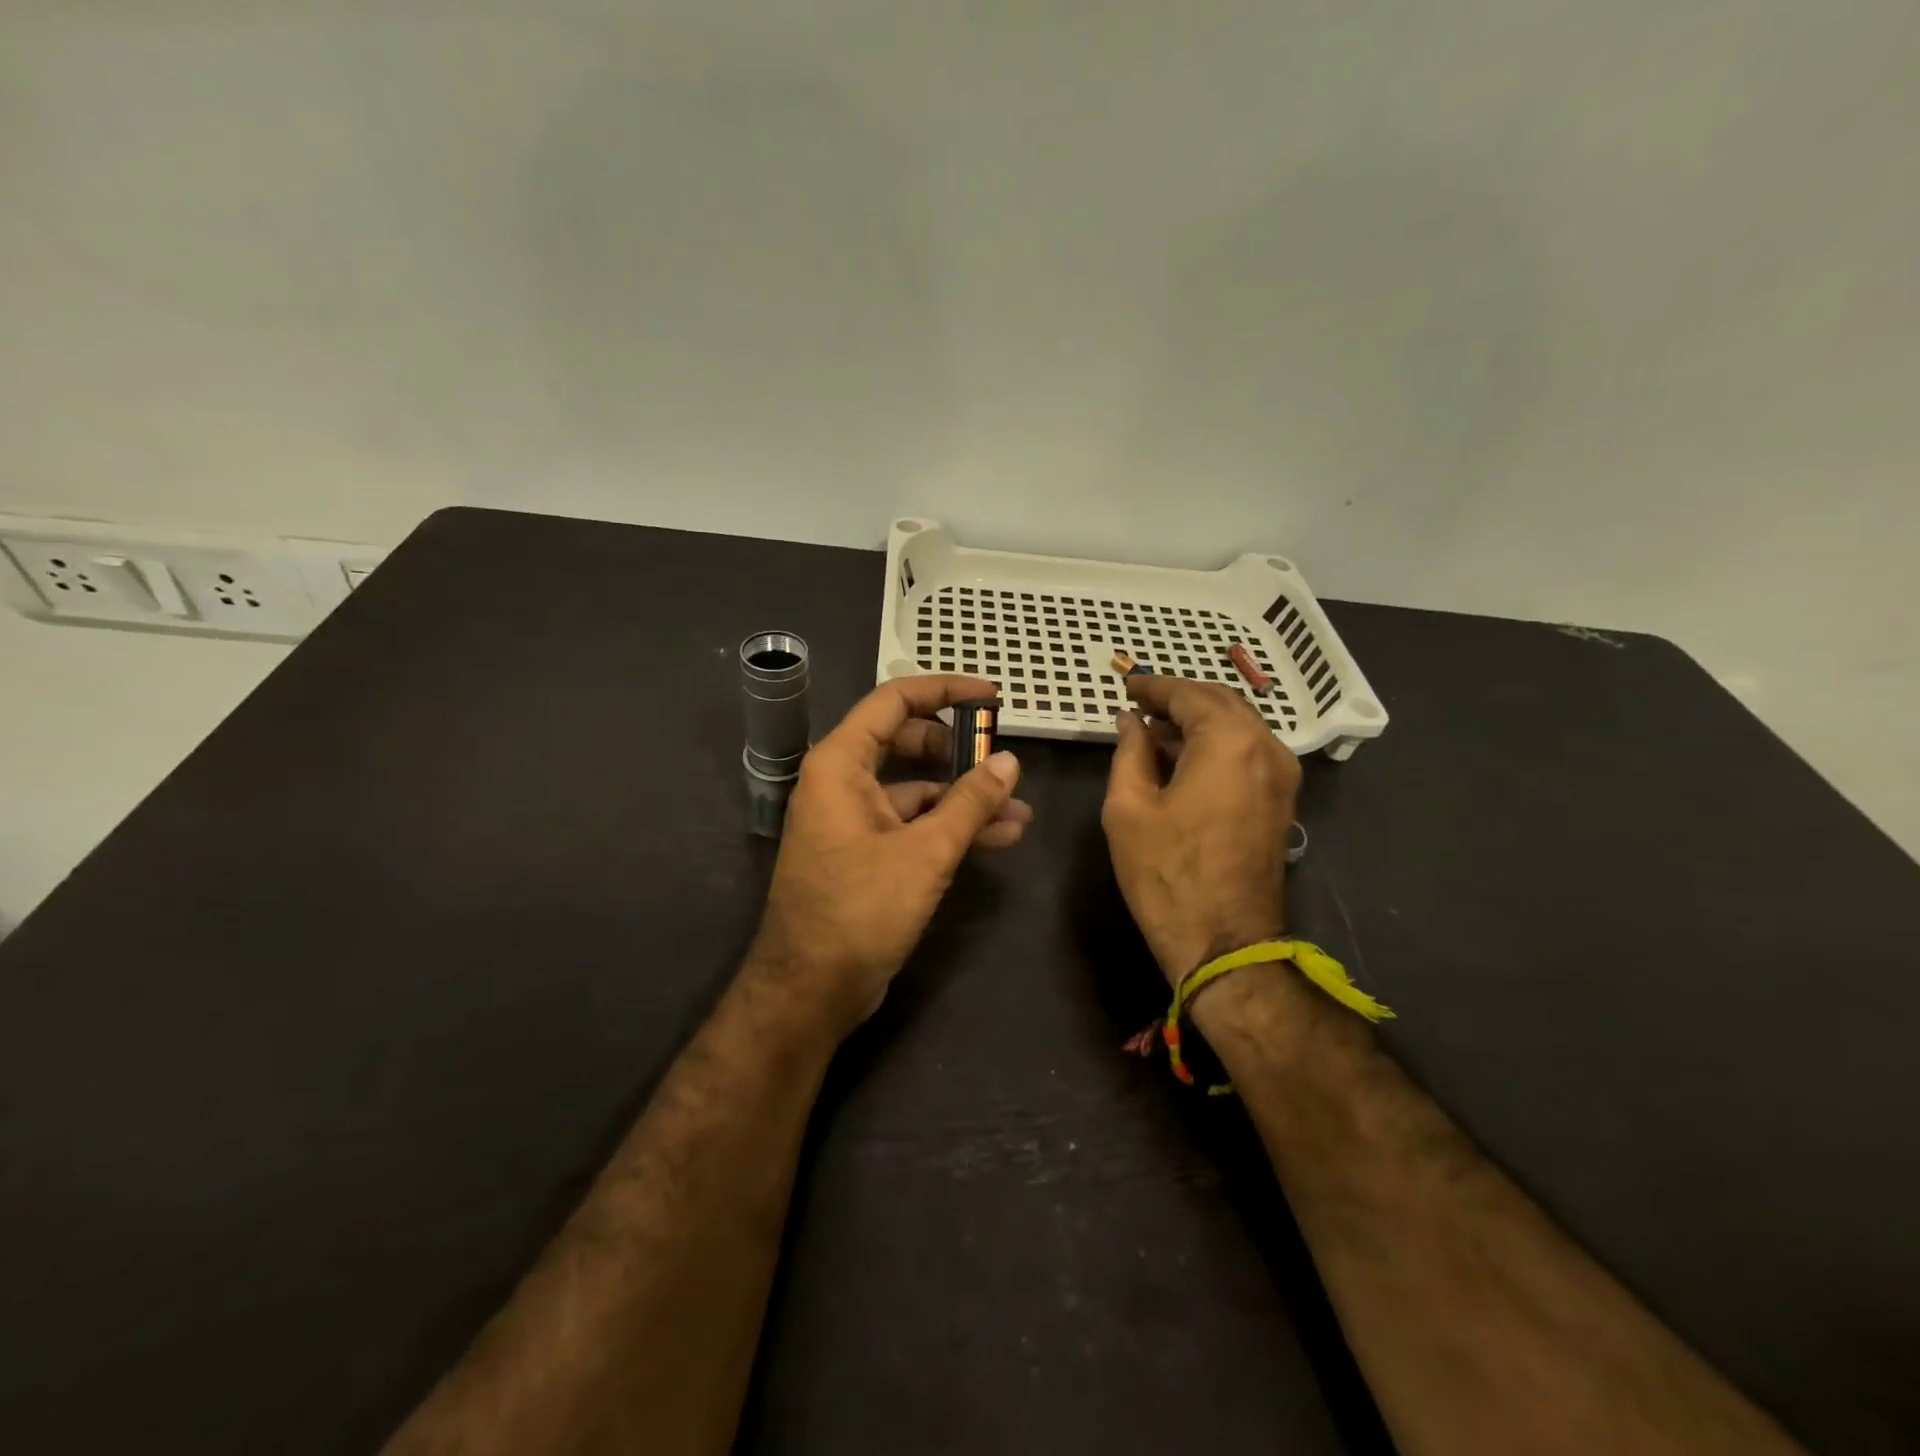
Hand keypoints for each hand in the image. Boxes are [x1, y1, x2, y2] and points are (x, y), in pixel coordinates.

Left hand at [749, 675, 1031, 1034]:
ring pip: (916, 788)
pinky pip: (912, 823)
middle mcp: (842, 782)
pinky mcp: (866, 853)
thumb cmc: (860, 910)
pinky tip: (997, 838)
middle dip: (959, 749)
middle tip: (1004, 756)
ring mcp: (853, 819)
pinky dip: (950, 826)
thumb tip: (1009, 761)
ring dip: (964, 796)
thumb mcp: (925, 852)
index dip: (945, 690)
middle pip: (906, 742)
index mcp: (840, 764)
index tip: (991, 697)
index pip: (894, 701)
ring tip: (1019, 810)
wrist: (811, 990)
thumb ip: (970, 802)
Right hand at [1101, 676, 1300, 983]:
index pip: (1189, 694)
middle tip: (1140, 704)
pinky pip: (1248, 752)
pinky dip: (1216, 744)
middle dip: (1179, 698)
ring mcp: (1282, 775)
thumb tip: (1132, 721)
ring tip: (1155, 731)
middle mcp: (1266, 746)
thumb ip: (1130, 751)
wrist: (1225, 941)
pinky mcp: (1282, 800)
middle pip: (1221, 702)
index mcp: (1229, 741)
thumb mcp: (1129, 807)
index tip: (1126, 686)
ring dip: (1198, 721)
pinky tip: (1183, 758)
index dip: (1154, 687)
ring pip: (1239, 726)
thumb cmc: (1166, 872)